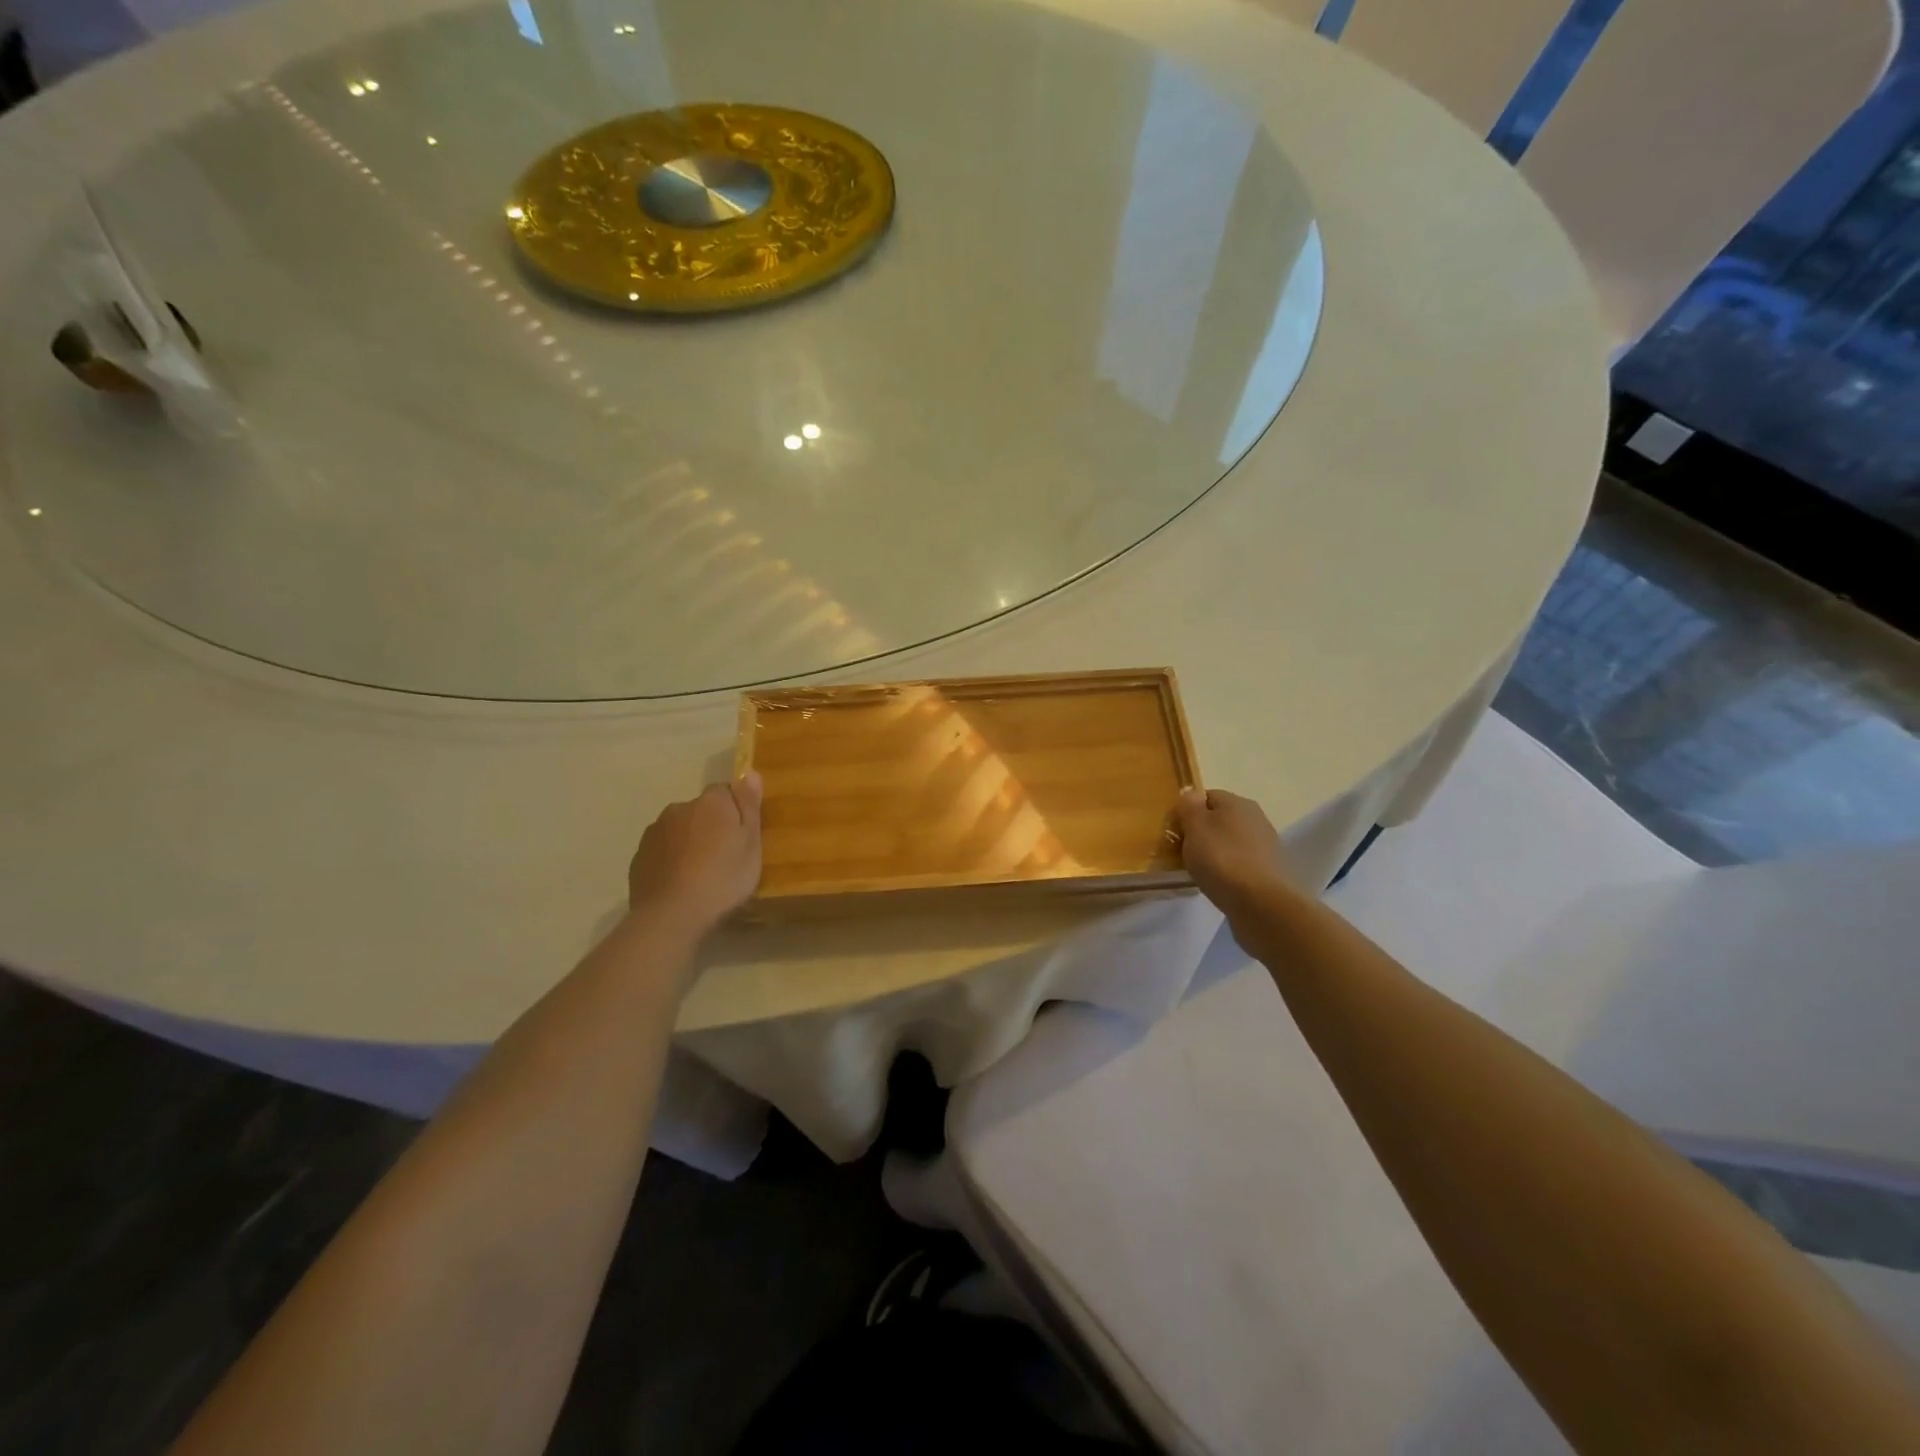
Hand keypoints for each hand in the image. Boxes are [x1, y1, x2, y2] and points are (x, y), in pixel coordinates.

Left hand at [627, 773, 763, 936]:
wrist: (673, 914)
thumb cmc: (724, 877)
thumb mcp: (751, 843)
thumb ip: (749, 805)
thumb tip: (750, 772)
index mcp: (710, 802)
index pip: (724, 792)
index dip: (735, 811)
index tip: (742, 835)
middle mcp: (678, 809)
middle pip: (700, 811)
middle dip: (710, 826)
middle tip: (724, 857)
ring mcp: (654, 833)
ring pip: (678, 831)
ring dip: (688, 842)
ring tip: (700, 874)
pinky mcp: (639, 858)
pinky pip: (662, 852)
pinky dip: (671, 861)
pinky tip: (680, 884)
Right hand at [1176, 786, 1293, 917]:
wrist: (1261, 903)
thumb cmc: (1221, 859)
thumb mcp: (1195, 827)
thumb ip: (1190, 806)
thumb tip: (1192, 794)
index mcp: (1237, 802)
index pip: (1206, 796)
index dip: (1187, 811)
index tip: (1175, 832)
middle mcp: (1255, 818)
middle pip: (1219, 819)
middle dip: (1201, 833)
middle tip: (1183, 852)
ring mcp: (1265, 845)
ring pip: (1230, 841)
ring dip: (1214, 852)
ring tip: (1199, 870)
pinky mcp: (1269, 870)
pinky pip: (1240, 862)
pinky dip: (1228, 869)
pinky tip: (1219, 883)